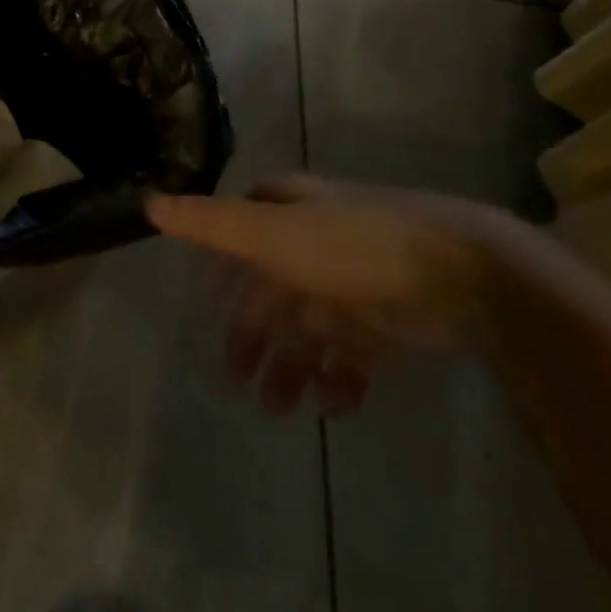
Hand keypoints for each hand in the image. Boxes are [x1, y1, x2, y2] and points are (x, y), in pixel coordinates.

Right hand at [148, 174, 507, 415]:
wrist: (463, 274)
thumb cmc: (350, 245)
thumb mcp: (268, 232)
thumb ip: (208, 224)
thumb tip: (148, 203)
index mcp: (285, 214)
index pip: (239, 235)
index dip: (219, 270)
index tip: (203, 307)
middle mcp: (314, 243)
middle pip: (271, 292)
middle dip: (252, 335)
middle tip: (236, 380)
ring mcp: (354, 283)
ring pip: (308, 329)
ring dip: (290, 366)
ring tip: (278, 408)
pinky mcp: (390, 322)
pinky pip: (354, 356)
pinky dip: (339, 380)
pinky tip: (333, 403)